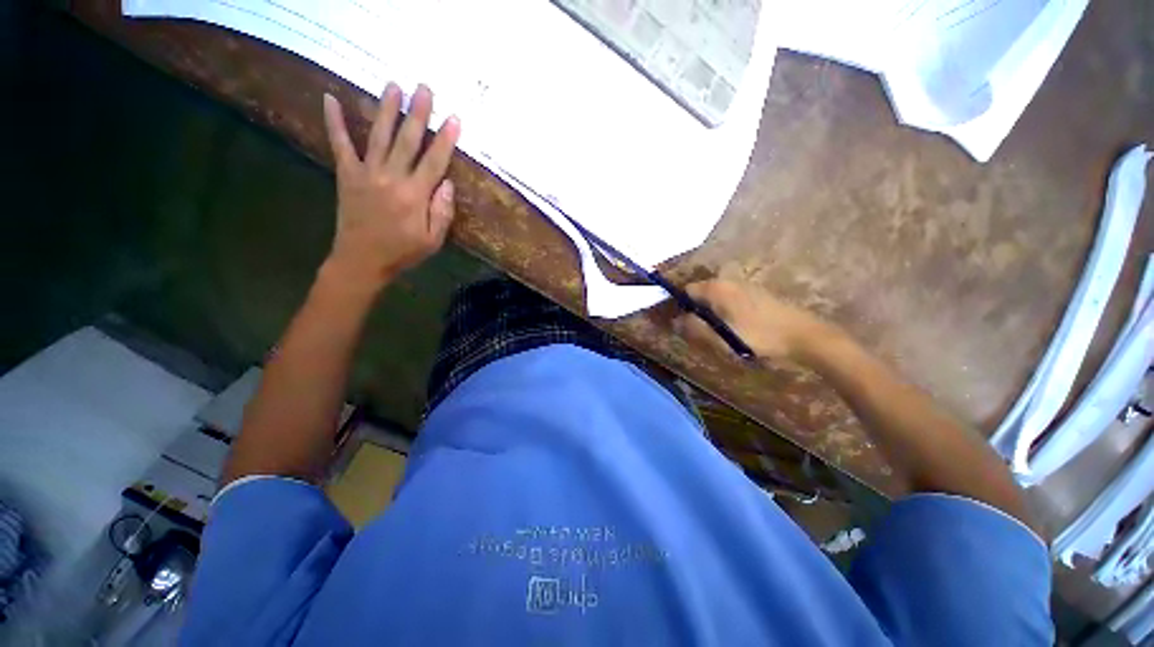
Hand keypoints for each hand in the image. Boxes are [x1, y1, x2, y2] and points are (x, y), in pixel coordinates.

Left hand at [321, 83, 461, 291]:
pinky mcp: (347, 175)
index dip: (445, 139)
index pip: (434, 162)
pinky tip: (330, 98)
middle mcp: (391, 178)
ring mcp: (366, 174)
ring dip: (386, 109)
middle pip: (407, 141)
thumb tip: (448, 184)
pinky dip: (334, 122)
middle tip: (424, 88)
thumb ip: (442, 212)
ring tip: (393, 85)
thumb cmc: (402, 252)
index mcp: (415, 196)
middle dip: (417, 113)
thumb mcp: (432, 240)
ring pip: (379, 136)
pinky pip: (340, 145)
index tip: (454, 118)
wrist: (361, 261)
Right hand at [673, 279, 836, 361]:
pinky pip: (730, 300)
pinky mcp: (757, 293)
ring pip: (716, 298)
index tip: (683, 325)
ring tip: (719, 334)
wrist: (804, 336)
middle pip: (701, 294)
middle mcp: (728, 281)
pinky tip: (736, 329)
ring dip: (711, 313)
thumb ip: (694, 328)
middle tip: (701, 333)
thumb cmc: (758, 336)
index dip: (680, 307)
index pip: (686, 291)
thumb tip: (675, 321)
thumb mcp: (721, 338)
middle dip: (696, 311)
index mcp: (716, 288)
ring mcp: (744, 285)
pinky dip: (726, 312)